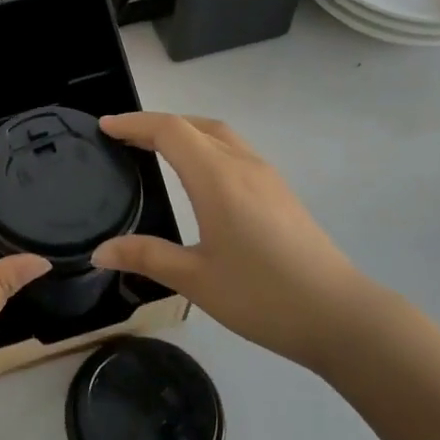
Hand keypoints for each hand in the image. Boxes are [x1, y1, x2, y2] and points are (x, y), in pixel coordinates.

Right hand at [92, 112, 387, 369]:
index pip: (169, 131)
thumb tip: (100, 251)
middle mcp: (243, 165)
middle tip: (124, 137)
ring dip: (185, 132)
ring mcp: (267, 177)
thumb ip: (146, 257)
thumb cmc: (262, 296)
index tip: (104, 126)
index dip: (134, 123)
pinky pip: (235, 151)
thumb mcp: (195, 280)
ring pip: (220, 135)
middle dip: (157, 123)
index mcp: (217, 178)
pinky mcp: (280, 193)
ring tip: (156, 149)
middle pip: (196, 124)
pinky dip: (206, 147)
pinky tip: (199, 177)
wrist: (340, 316)